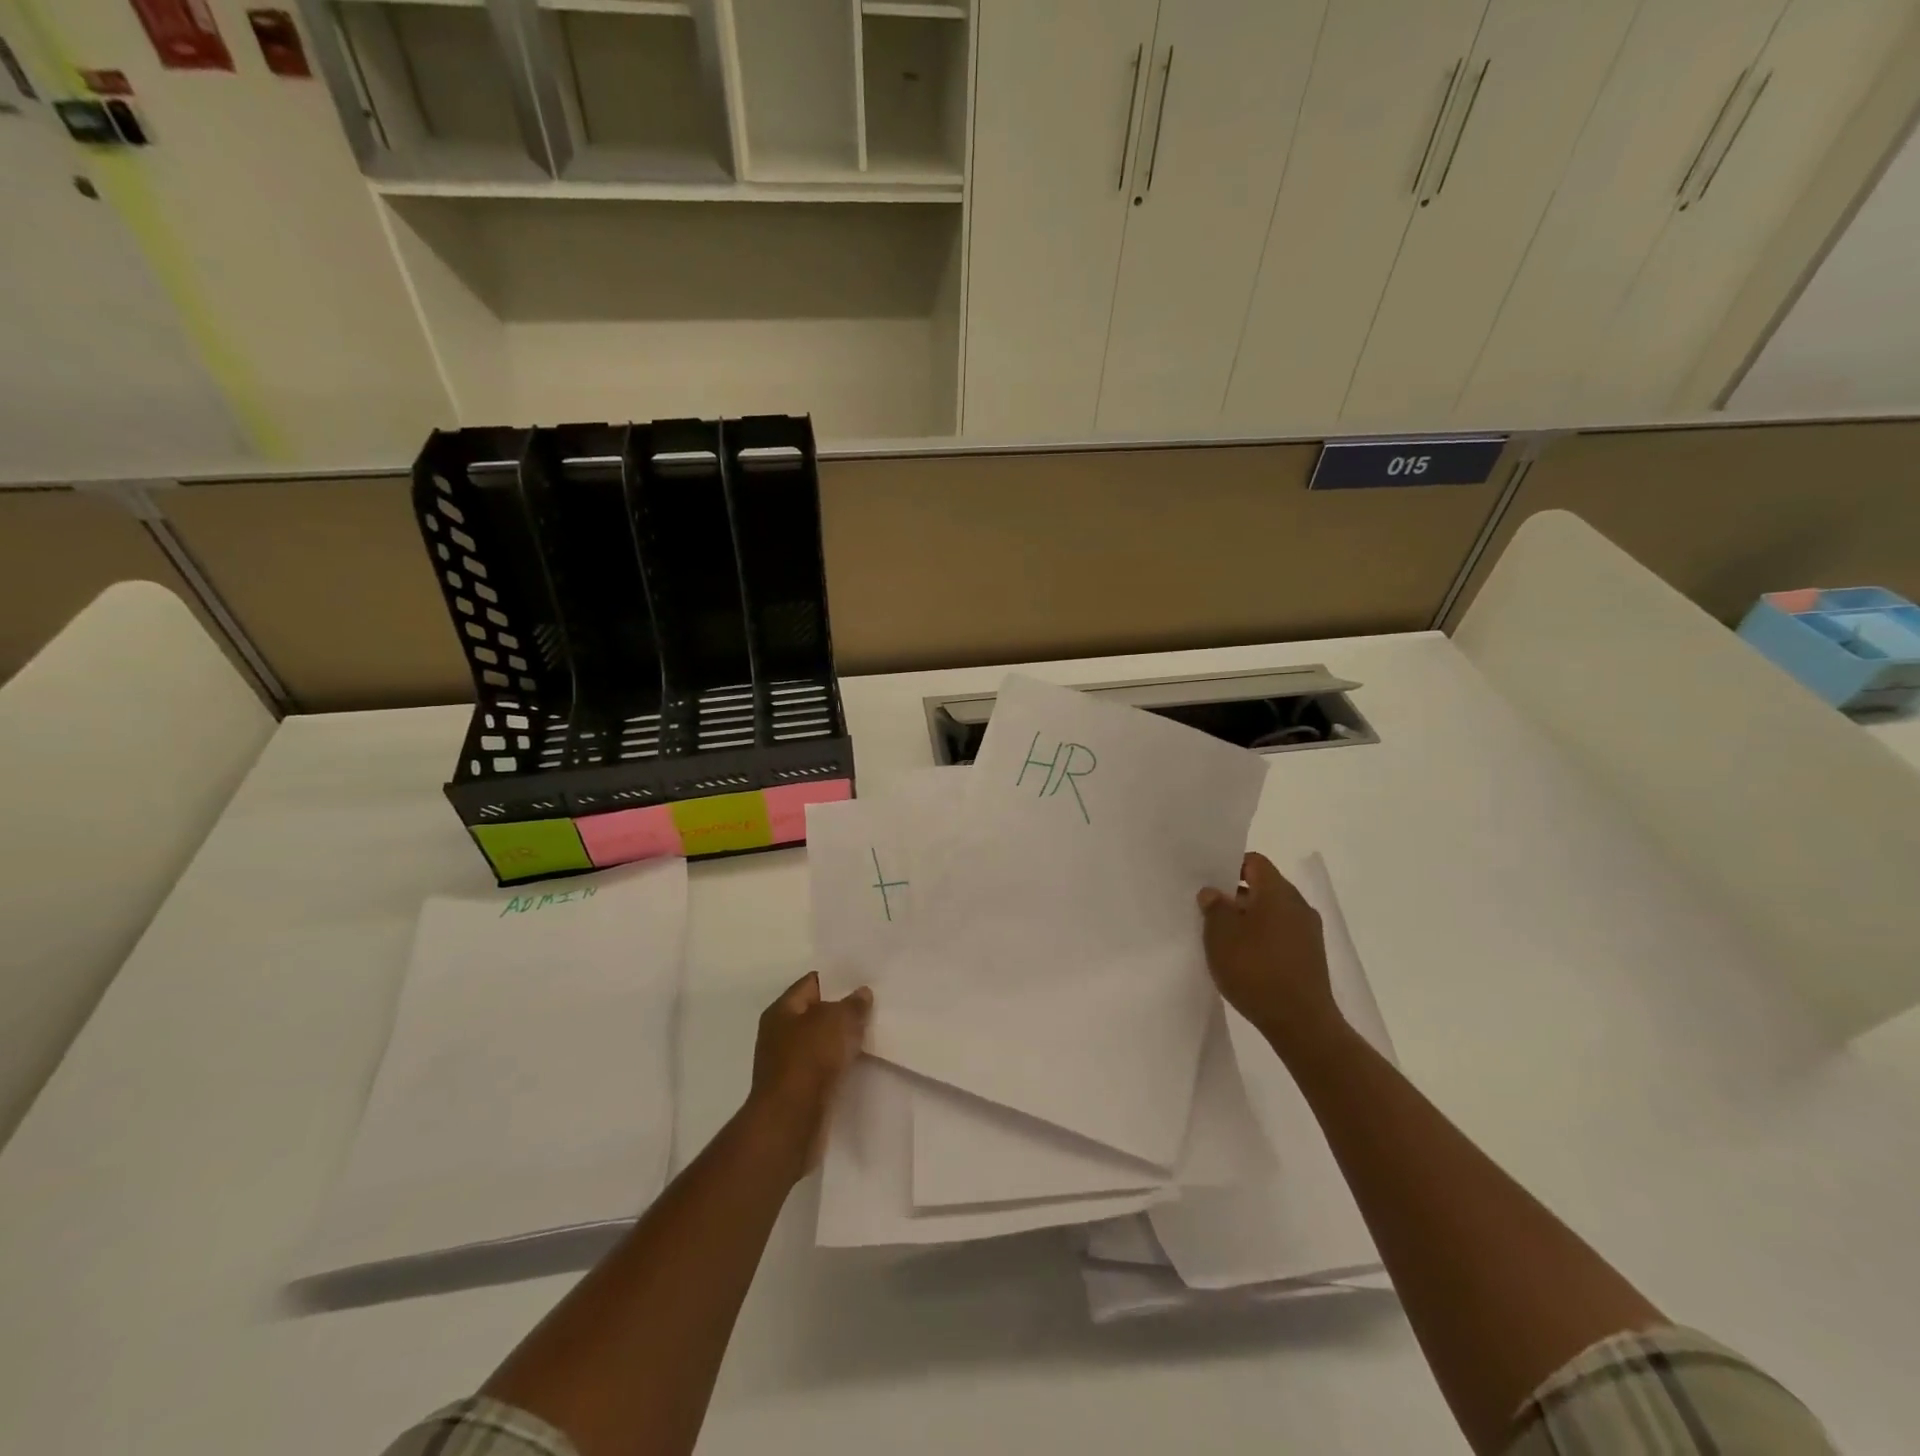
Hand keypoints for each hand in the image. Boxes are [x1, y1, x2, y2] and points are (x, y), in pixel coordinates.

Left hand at [747, 972, 871, 1170]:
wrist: (791, 1123)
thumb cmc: (809, 1060)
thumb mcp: (837, 1021)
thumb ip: (853, 1004)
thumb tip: (861, 993)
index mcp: (782, 1010)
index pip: (812, 983)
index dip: (838, 979)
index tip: (865, 979)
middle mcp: (780, 1034)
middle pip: (817, 1013)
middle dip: (844, 1011)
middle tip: (875, 1006)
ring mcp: (788, 1064)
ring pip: (822, 1043)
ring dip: (843, 1040)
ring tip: (874, 1034)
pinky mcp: (799, 1091)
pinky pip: (824, 1068)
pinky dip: (840, 1065)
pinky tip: (862, 1063)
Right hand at [1197, 852, 1342, 1051]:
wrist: (1301, 1023)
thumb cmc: (1256, 969)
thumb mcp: (1221, 935)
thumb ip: (1214, 907)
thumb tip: (1214, 892)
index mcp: (1278, 891)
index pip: (1254, 862)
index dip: (1229, 865)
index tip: (1208, 881)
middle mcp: (1298, 905)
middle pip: (1263, 887)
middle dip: (1235, 895)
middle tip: (1208, 909)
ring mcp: (1308, 932)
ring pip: (1272, 912)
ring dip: (1248, 919)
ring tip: (1222, 936)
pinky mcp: (1310, 957)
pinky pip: (1281, 934)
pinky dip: (1261, 938)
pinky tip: (1243, 958)